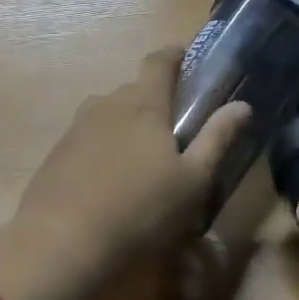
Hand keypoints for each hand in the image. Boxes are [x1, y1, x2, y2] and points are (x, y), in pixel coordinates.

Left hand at [0, 49, 249, 299]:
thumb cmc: (140, 210)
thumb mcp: (193, 181)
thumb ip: (217, 138)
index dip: (174, 55)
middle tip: (174, 130)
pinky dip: (104, 148)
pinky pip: (89, 138)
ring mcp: (76, 128)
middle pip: (134, 89)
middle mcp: (107, 104)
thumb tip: (241, 105)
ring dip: (127, 126)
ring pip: (109, 114)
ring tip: (142, 160)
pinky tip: (110, 182)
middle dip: (155, 100)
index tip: (187, 58)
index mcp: (143, 103)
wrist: (60, 245)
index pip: (158, 61)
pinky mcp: (57, 153)